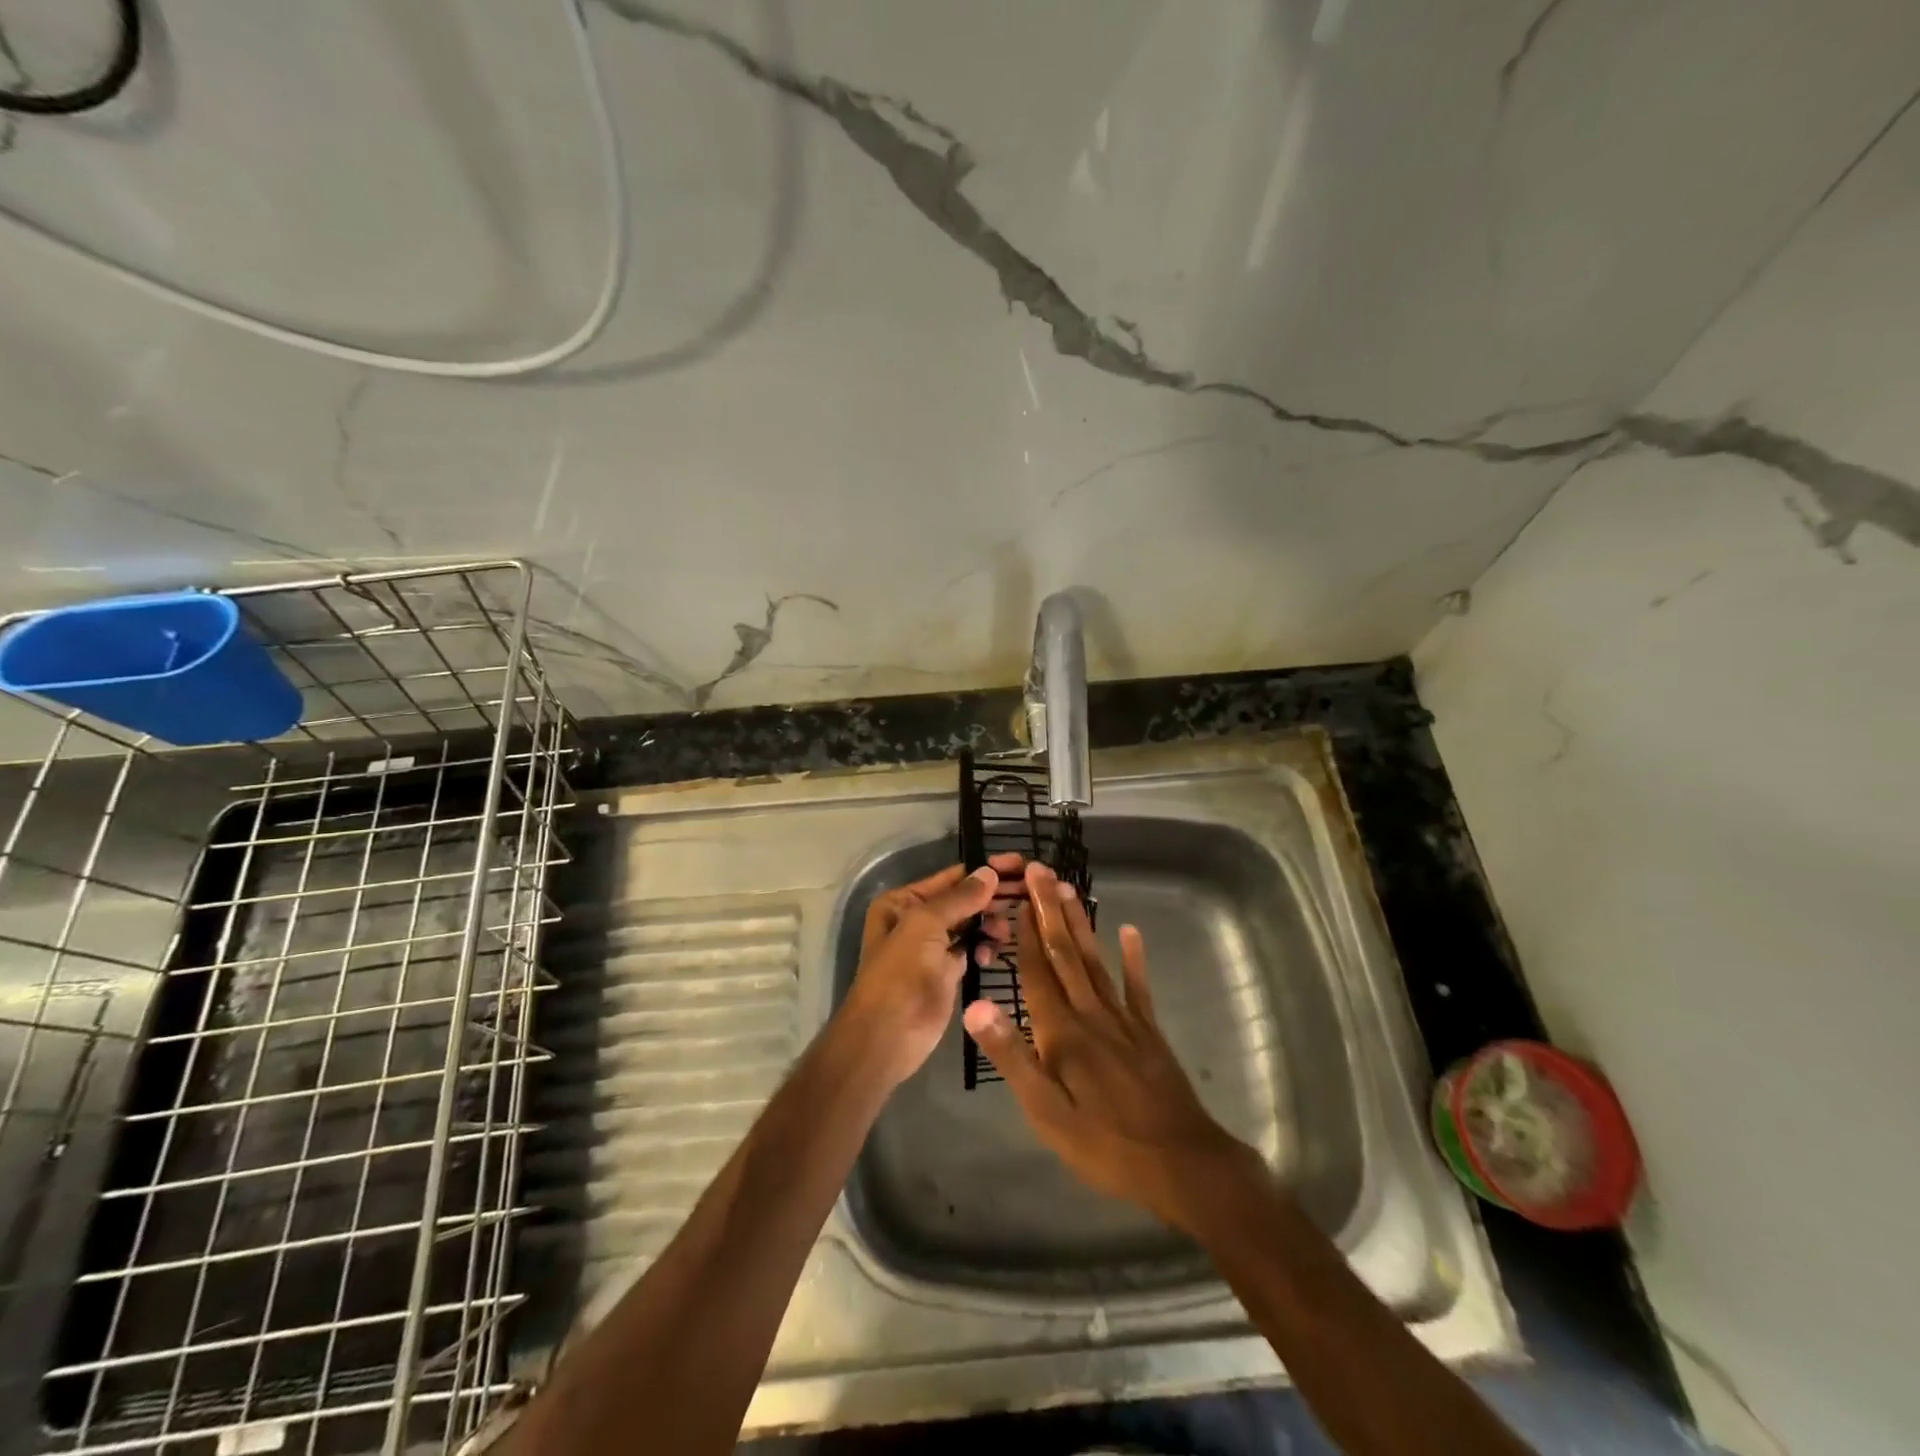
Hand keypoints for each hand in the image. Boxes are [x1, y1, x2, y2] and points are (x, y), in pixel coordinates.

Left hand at [839, 854, 1023, 1088]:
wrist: (886, 1038)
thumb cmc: (900, 974)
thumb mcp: (925, 926)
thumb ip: (959, 898)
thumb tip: (989, 872)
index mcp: (904, 902)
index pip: (952, 877)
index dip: (985, 870)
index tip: (1020, 865)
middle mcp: (917, 919)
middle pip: (964, 900)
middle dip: (993, 897)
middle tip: (1029, 893)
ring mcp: (932, 948)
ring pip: (971, 925)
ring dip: (990, 924)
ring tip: (1003, 932)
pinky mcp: (946, 974)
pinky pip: (972, 950)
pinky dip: (984, 948)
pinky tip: (990, 956)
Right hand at [963, 862, 1264, 1233]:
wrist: (1182, 1164)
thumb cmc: (1104, 1143)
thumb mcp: (1045, 1111)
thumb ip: (1011, 1056)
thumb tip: (975, 1005)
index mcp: (1061, 1032)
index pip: (1037, 973)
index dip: (1024, 936)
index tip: (1016, 900)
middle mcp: (1090, 1013)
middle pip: (1066, 953)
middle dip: (1050, 911)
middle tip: (1041, 871)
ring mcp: (1123, 1019)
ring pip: (1095, 960)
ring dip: (1080, 923)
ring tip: (1068, 890)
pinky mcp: (1148, 1031)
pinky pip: (1137, 987)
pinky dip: (1133, 958)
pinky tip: (1131, 931)